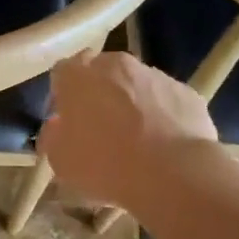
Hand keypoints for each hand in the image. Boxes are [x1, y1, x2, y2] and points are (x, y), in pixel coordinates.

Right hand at [38, 51, 218, 213]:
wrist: (173, 173)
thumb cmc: (105, 164)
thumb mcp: (60, 161)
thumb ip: (52, 137)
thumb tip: (57, 128)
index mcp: (78, 76)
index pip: (62, 74)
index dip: (62, 98)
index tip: (65, 123)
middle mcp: (116, 65)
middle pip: (101, 73)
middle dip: (98, 95)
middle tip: (99, 130)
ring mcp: (155, 75)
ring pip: (136, 85)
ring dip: (132, 104)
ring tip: (137, 141)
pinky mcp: (186, 92)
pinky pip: (166, 101)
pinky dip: (162, 116)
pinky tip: (164, 146)